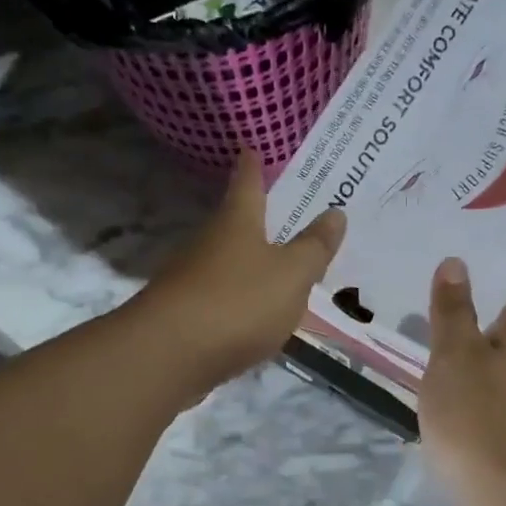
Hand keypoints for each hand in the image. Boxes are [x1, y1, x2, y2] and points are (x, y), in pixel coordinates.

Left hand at [137, 151, 346, 402]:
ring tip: (277, 269)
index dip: (252, 165)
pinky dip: (237, 299)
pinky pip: (219, 297)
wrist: (169, 356)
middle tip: (285, 214)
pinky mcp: (183, 315)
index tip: (251, 148)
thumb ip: (314, 248)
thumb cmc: (238, 302)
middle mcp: (208, 242)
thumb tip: (336, 213)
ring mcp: (190, 279)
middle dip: (255, 219)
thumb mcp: (291, 275)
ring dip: (247, 263)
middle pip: (234, 223)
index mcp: (237, 222)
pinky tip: (253, 315)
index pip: (246, 182)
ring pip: (225, 262)